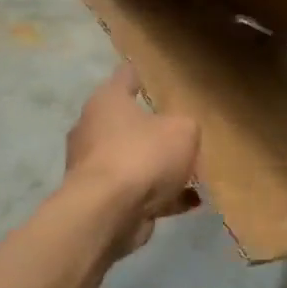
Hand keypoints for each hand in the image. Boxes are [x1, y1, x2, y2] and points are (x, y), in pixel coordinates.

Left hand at [63, 66, 200, 252]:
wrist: (107, 214)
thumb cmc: (142, 156)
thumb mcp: (183, 130)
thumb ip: (186, 125)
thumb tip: (181, 133)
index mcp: (107, 102)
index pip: (126, 76)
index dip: (143, 74)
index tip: (159, 74)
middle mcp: (93, 130)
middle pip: (128, 122)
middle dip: (154, 128)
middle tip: (183, 130)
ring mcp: (93, 167)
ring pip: (134, 160)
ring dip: (159, 166)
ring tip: (194, 172)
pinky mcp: (100, 200)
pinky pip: (138, 192)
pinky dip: (162, 196)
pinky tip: (191, 201)